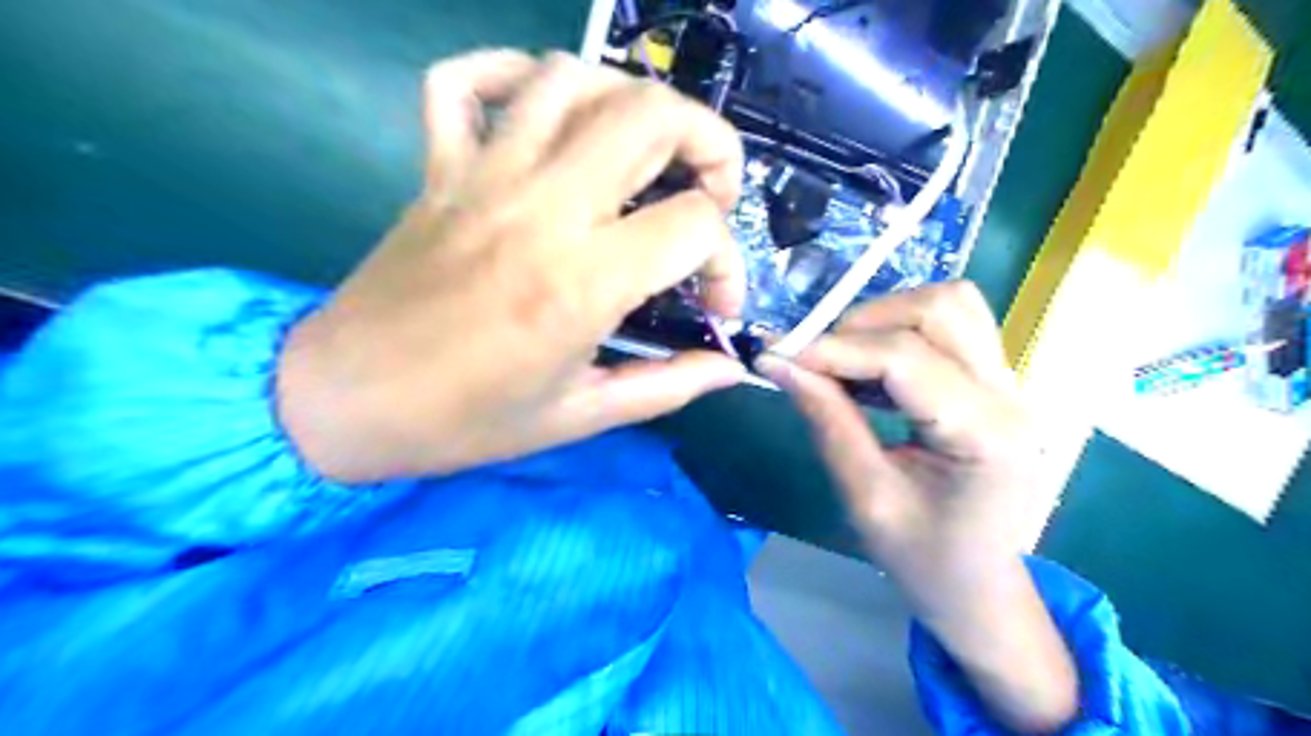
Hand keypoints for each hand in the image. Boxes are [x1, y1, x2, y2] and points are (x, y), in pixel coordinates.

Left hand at [275, 48, 748, 481]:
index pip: (695, 224)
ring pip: (572, 77)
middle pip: (649, 114)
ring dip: (630, 100)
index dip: (728, 262)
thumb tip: (731, 367)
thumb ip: (667, 386)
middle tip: (711, 194)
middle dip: (709, 143)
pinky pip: (466, 81)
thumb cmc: (465, 422)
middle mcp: (541, 207)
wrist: (342, 402)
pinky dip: (511, 72)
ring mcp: (483, 175)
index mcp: (582, 281)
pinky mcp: (439, 167)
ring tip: (645, 152)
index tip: (716, 305)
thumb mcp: (581, 417)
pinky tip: (544, 111)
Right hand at [760, 278, 1075, 730]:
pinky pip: (950, 326)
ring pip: (950, 305)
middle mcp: (1010, 395)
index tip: (781, 356)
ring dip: (886, 319)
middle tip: (817, 360)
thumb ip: (828, 421)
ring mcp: (1010, 383)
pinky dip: (900, 331)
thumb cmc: (923, 559)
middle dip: (864, 323)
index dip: (836, 349)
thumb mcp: (865, 498)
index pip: (907, 358)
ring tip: (845, 361)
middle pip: (940, 309)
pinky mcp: (995, 382)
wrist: (978, 586)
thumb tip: (781, 364)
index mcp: (986, 435)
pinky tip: (871, 371)